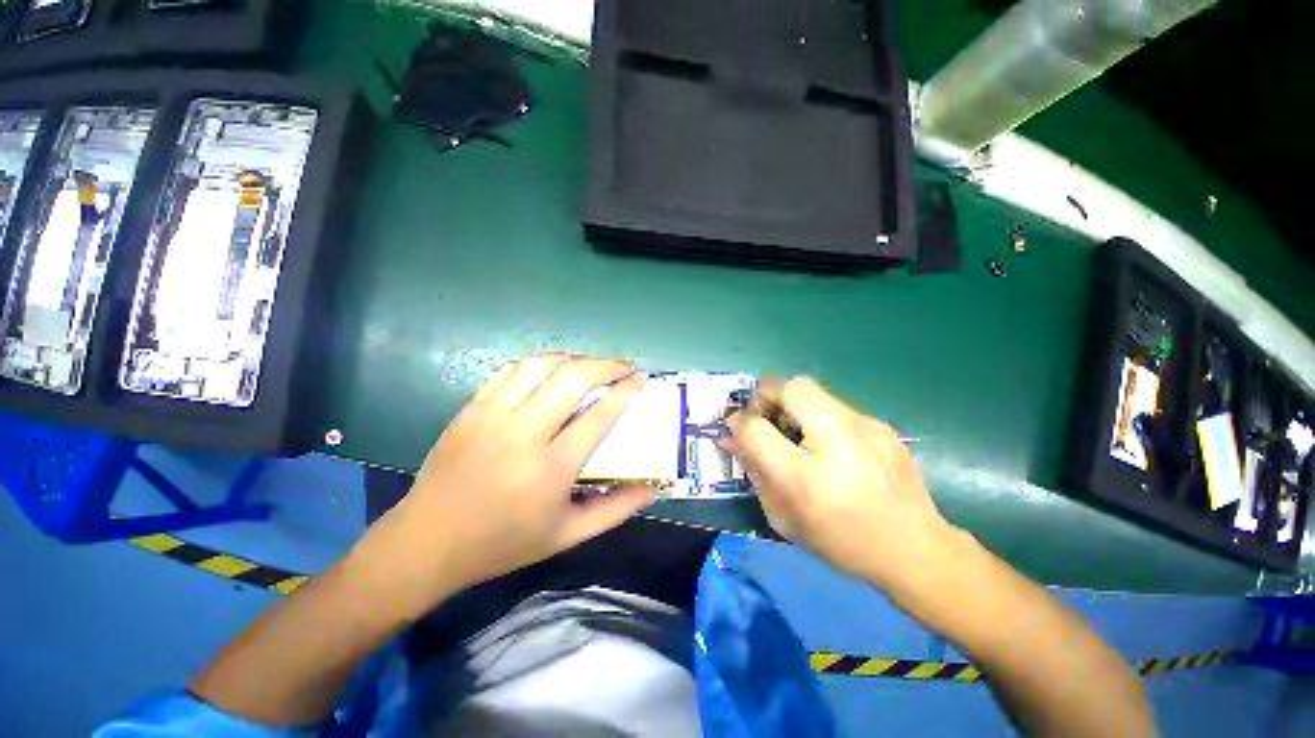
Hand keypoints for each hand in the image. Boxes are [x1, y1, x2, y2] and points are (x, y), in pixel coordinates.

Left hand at [361, 355, 653, 614]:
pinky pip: (511, 370)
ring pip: (540, 366)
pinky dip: (540, 363)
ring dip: (574, 358)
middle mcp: (523, 434)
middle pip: (571, 379)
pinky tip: (553, 369)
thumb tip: (654, 487)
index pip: (598, 416)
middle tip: (623, 366)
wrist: (427, 543)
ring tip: (592, 364)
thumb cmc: (504, 543)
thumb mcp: (568, 536)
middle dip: (605, 364)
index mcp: (550, 469)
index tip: (641, 379)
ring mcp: (492, 416)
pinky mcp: (471, 408)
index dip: (625, 391)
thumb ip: (616, 510)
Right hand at [720, 377, 957, 592]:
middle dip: (768, 397)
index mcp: (806, 474)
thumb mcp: (784, 515)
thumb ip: (754, 470)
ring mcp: (866, 425)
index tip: (735, 427)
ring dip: (792, 406)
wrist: (916, 550)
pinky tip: (829, 445)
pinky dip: (818, 418)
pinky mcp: (881, 425)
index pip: (756, 427)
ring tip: (796, 435)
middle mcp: (838, 438)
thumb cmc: (841, 540)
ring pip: (814, 392)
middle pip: (791, 387)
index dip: (739, 422)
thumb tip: (730, 439)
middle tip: (765, 421)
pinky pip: (835, 408)